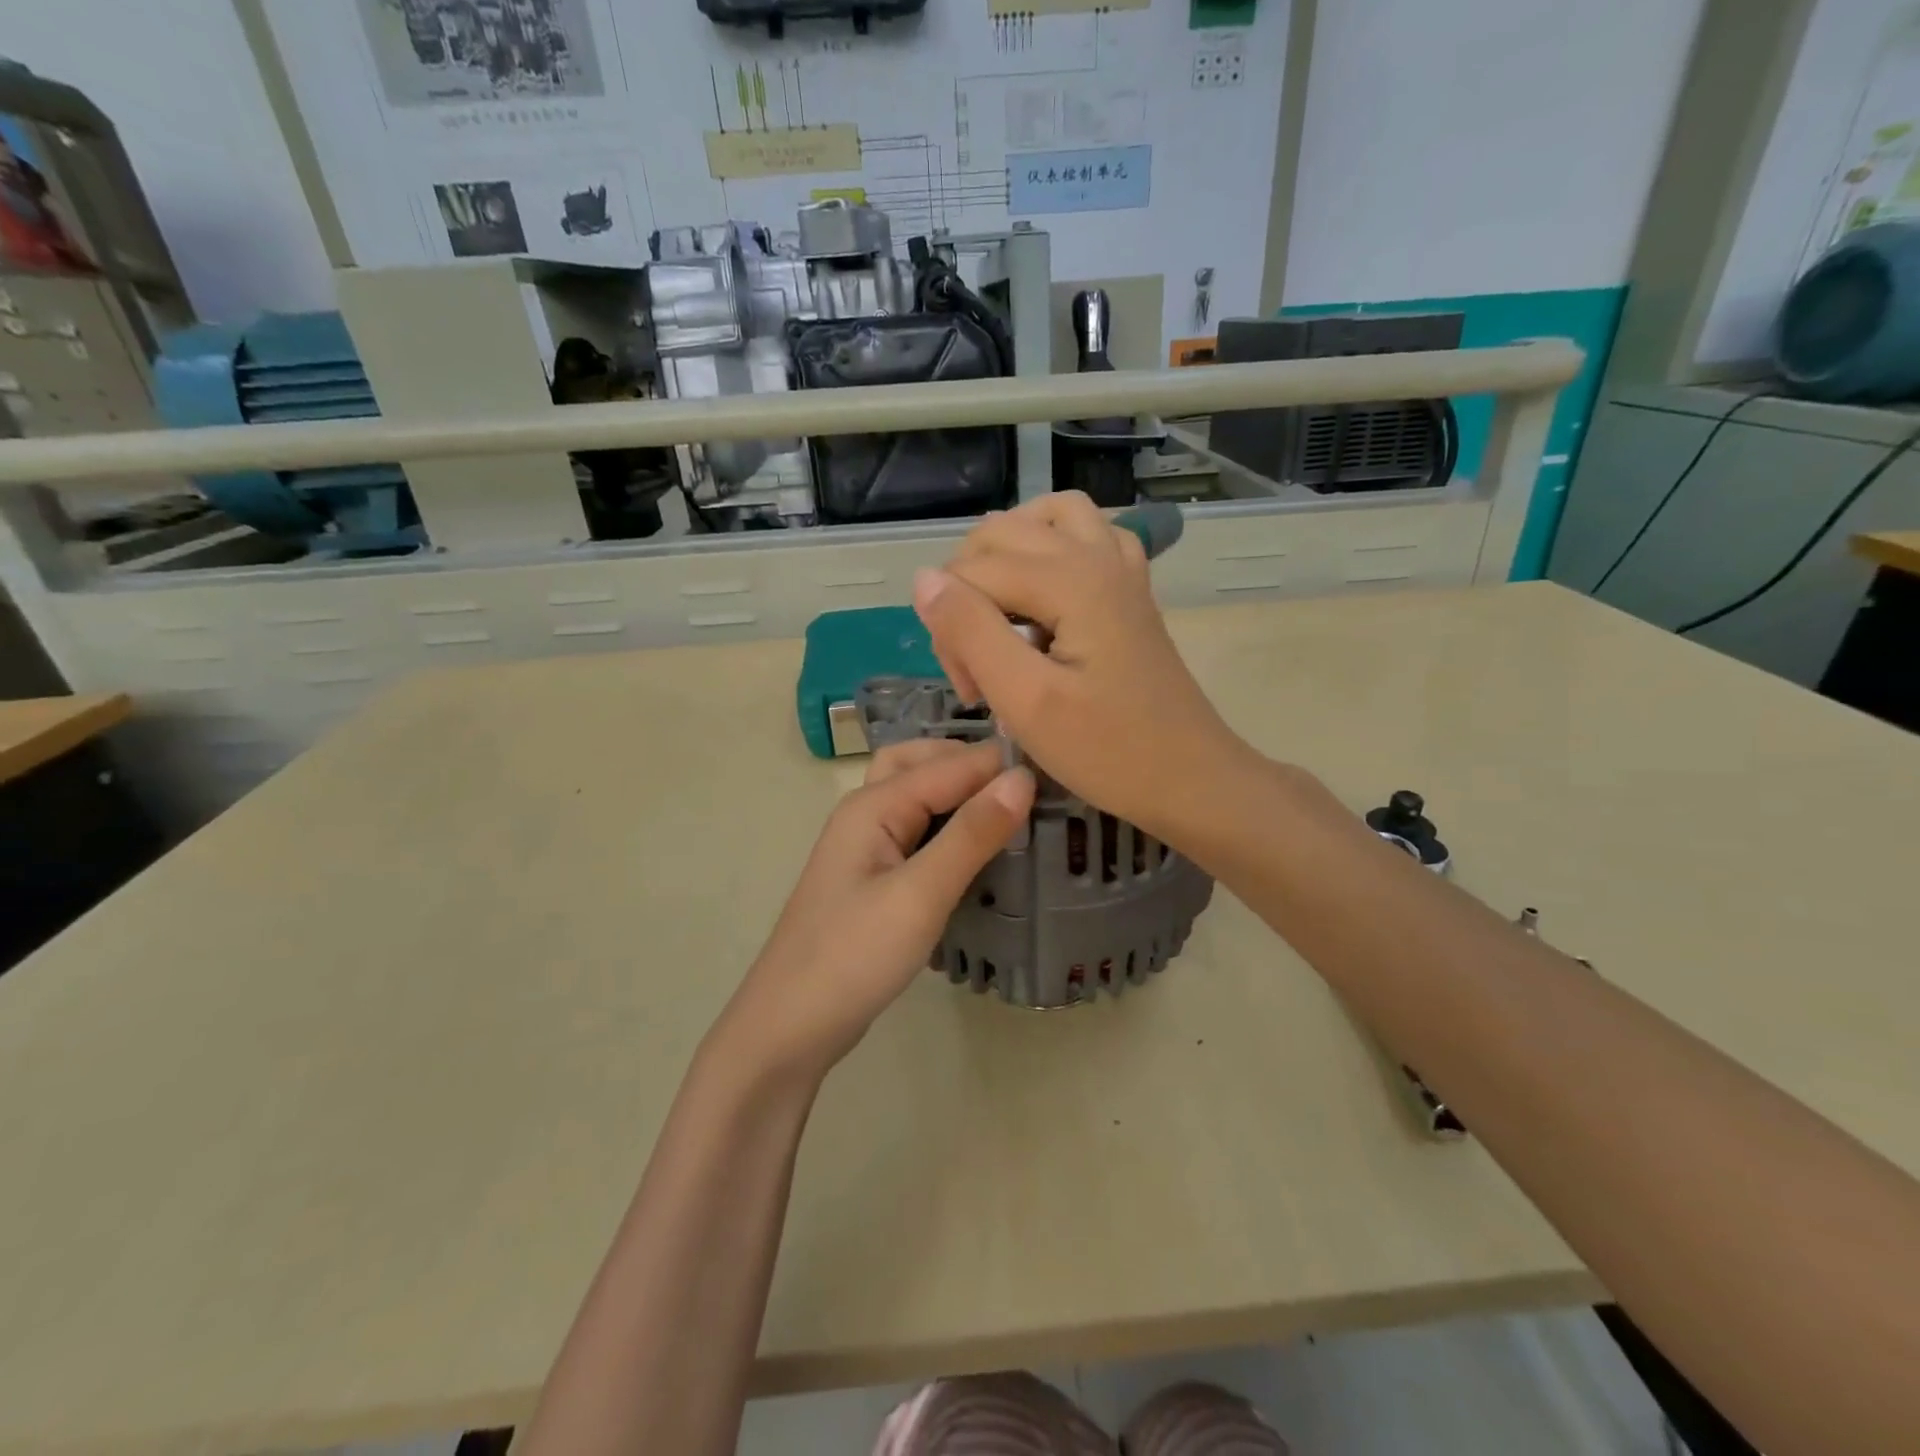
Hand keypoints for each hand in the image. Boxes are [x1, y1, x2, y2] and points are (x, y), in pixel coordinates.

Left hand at [716, 739, 1034, 1083]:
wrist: (790, 1026)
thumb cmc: (854, 956)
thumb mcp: (920, 895)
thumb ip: (971, 835)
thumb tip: (1022, 778)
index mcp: (872, 805)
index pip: (948, 765)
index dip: (1000, 765)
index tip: (1058, 769)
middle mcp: (865, 813)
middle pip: (920, 763)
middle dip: (970, 763)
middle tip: (1026, 783)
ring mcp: (865, 847)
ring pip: (915, 796)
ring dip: (957, 791)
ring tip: (1008, 807)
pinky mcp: (873, 879)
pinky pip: (914, 831)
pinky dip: (947, 824)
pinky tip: (976, 846)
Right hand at [911, 492, 1247, 840]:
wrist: (1190, 779)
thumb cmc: (1108, 752)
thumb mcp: (1026, 701)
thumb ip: (970, 633)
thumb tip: (925, 579)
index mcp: (1071, 579)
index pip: (972, 572)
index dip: (951, 628)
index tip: (972, 692)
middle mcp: (1097, 555)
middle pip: (1001, 536)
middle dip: (971, 591)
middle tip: (980, 663)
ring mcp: (1121, 567)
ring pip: (1048, 518)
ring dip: (1008, 553)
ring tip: (998, 607)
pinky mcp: (1131, 589)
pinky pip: (1089, 536)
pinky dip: (1055, 548)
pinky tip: (1046, 592)